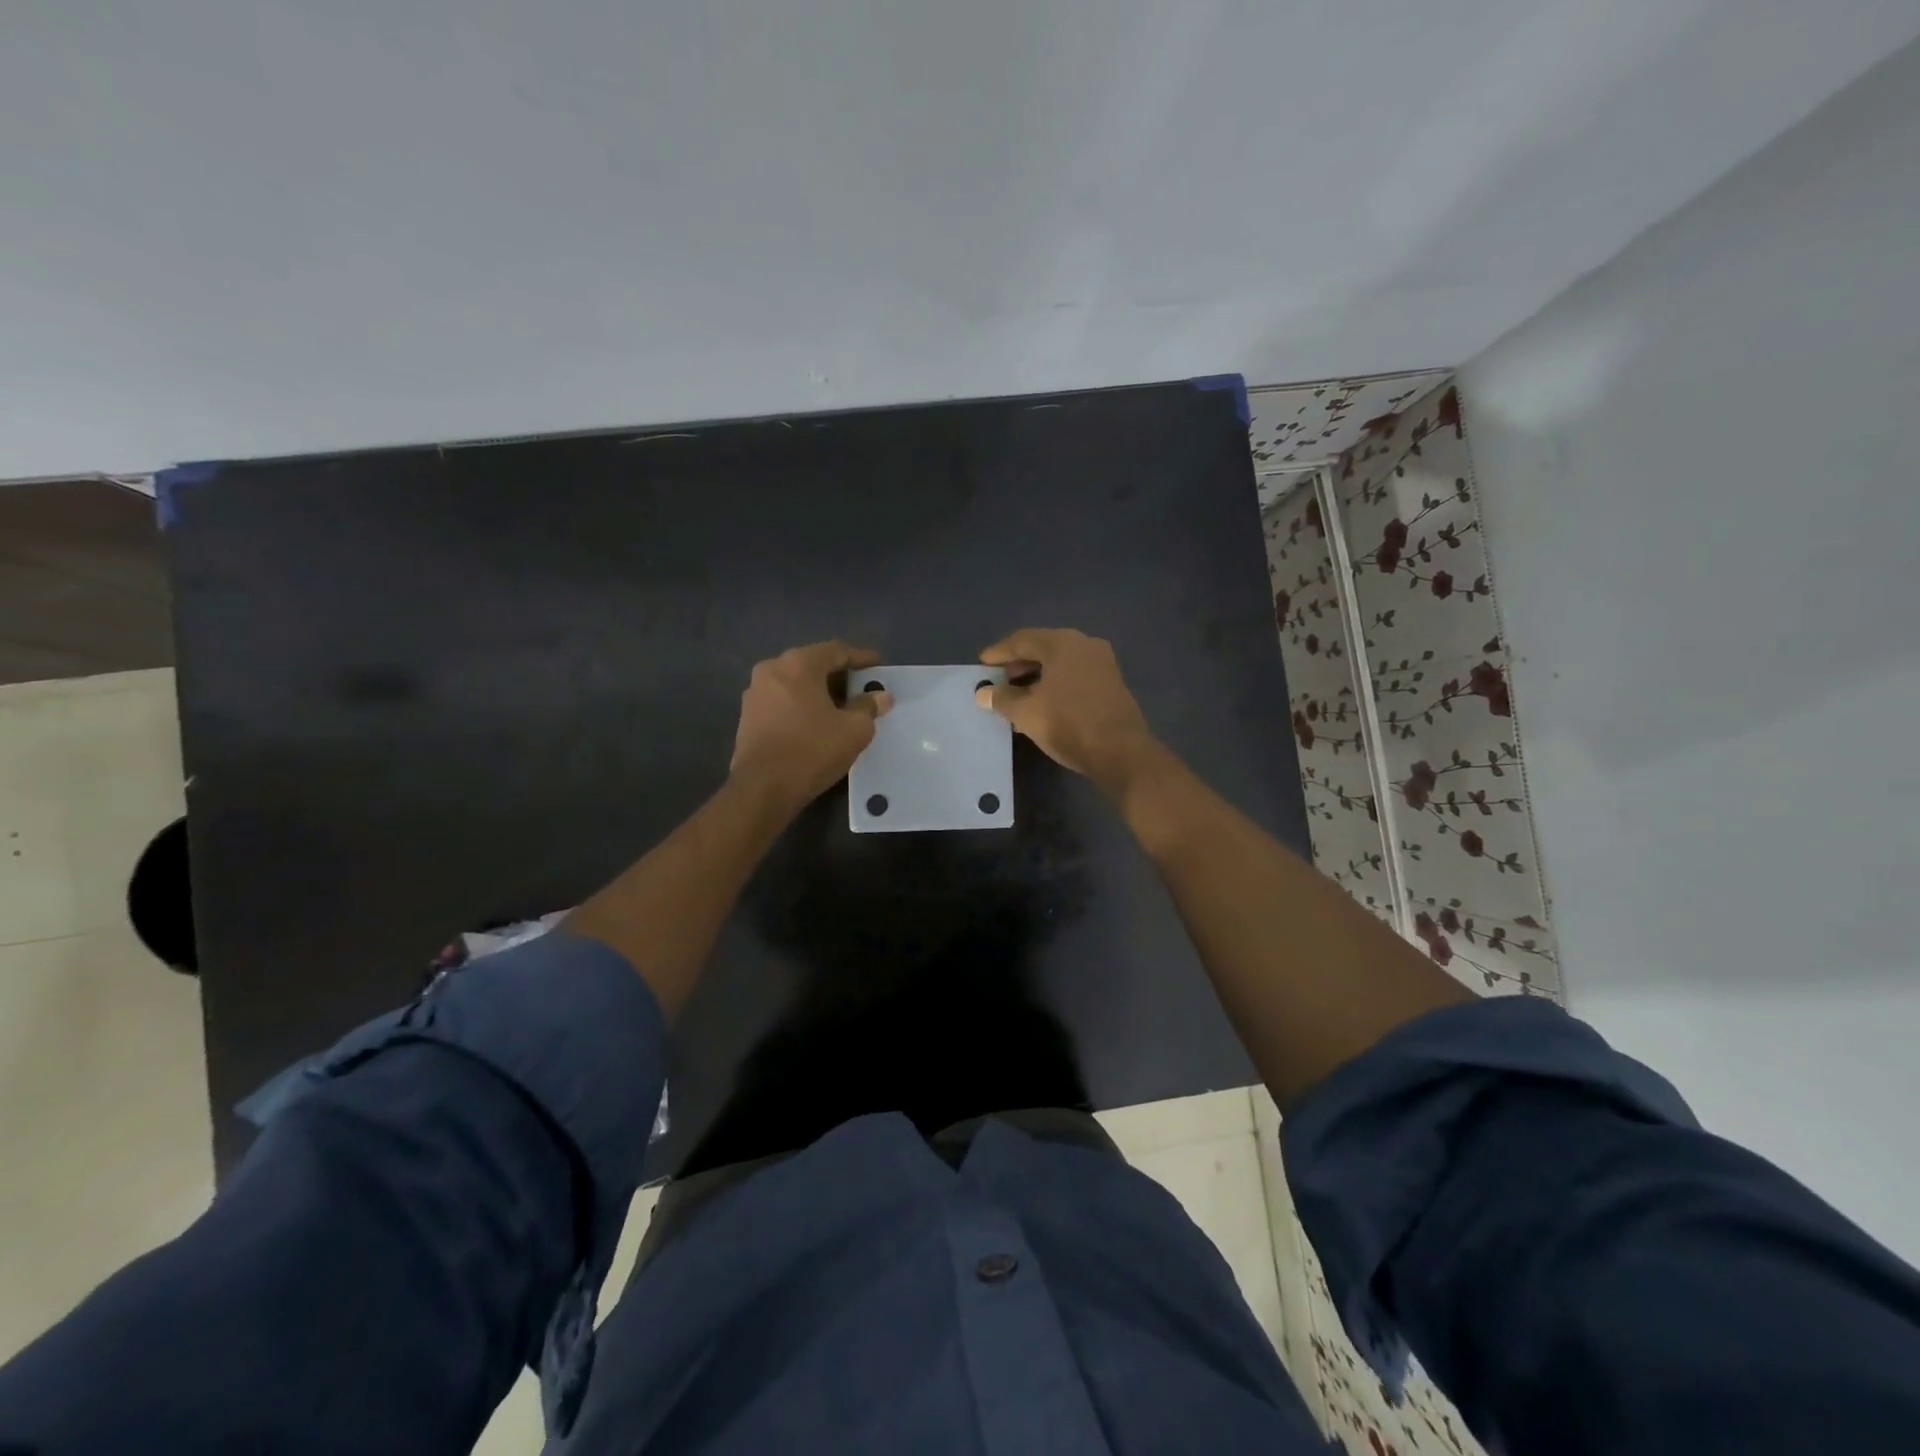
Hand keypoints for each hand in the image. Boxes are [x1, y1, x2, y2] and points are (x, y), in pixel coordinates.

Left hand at [730, 641, 891, 811]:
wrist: (762, 789)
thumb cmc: (812, 751)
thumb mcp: (854, 730)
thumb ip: (869, 707)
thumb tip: (880, 696)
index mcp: (798, 664)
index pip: (836, 651)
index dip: (861, 657)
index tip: (879, 665)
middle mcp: (772, 669)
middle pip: (813, 664)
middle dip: (839, 675)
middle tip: (862, 688)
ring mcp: (755, 692)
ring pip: (796, 683)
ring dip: (819, 691)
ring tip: (842, 708)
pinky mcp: (748, 716)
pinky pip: (782, 700)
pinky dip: (802, 704)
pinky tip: (816, 722)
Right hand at [976, 628, 1158, 792]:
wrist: (1120, 751)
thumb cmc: (1068, 724)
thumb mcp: (1026, 712)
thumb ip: (1002, 698)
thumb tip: (982, 693)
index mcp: (1062, 643)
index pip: (1022, 640)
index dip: (999, 652)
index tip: (981, 664)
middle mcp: (1084, 644)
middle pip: (1043, 648)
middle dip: (1018, 664)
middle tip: (998, 680)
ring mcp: (1102, 663)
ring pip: (1060, 663)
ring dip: (1036, 676)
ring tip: (1016, 695)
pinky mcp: (1111, 683)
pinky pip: (1074, 675)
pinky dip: (1055, 684)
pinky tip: (1042, 703)